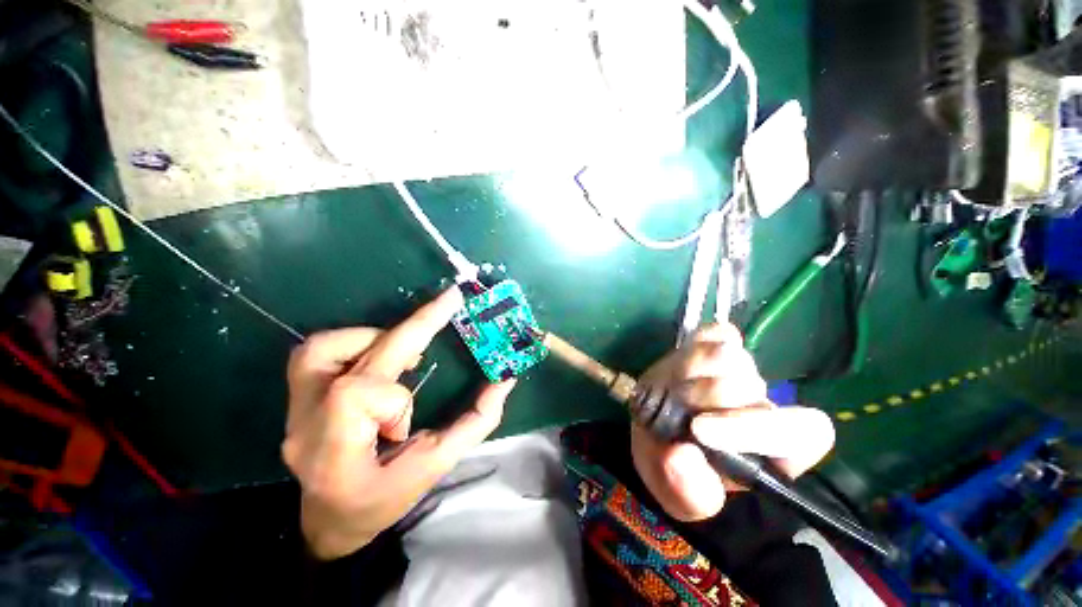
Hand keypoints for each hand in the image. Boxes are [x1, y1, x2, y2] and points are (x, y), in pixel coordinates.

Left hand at [282, 288, 515, 559]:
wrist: (328, 521)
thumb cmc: (381, 500)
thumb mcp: (435, 468)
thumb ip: (475, 423)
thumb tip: (504, 381)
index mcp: (334, 452)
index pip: (356, 396)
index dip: (394, 396)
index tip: (415, 405)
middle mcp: (306, 423)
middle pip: (352, 356)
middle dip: (413, 324)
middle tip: (450, 300)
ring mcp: (295, 407)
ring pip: (325, 346)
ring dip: (375, 336)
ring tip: (406, 350)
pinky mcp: (297, 396)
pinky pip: (316, 351)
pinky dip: (354, 343)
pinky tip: (379, 357)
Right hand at [631, 323, 834, 521]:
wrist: (655, 428)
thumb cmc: (674, 466)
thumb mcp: (676, 491)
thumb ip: (685, 489)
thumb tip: (683, 455)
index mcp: (772, 450)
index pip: (805, 431)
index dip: (755, 429)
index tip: (700, 431)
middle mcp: (764, 405)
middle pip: (752, 387)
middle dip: (705, 398)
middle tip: (674, 406)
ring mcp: (743, 370)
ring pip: (732, 358)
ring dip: (693, 372)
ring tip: (674, 389)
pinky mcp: (719, 344)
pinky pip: (720, 334)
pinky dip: (699, 345)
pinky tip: (684, 364)